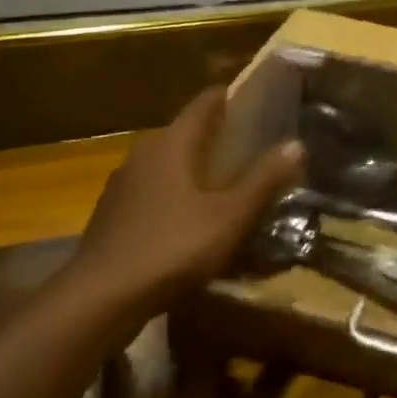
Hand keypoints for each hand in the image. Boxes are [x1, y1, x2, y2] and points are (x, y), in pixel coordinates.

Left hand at [73, 87, 303, 317]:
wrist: (99, 300)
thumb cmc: (172, 247)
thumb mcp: (231, 216)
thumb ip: (264, 179)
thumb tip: (297, 144)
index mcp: (172, 143)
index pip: (204, 103)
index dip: (230, 97)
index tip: (256, 99)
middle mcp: (143, 154)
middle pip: (185, 132)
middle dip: (216, 135)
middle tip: (251, 144)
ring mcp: (123, 185)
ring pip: (167, 163)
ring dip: (194, 166)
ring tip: (225, 180)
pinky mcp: (112, 214)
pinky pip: (153, 190)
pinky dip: (175, 193)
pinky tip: (190, 217)